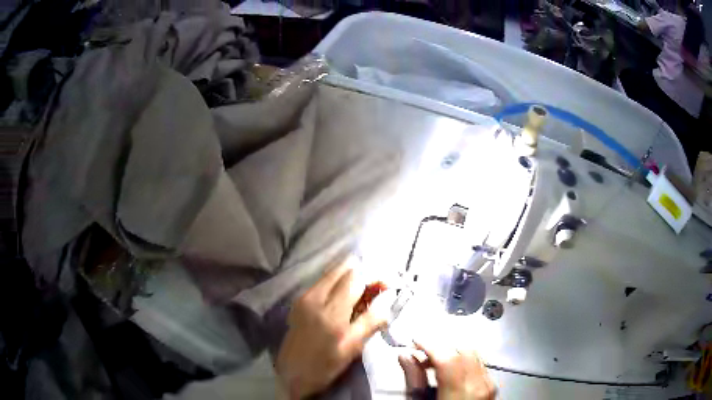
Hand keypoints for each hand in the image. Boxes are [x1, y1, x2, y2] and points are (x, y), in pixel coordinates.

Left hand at [276, 257, 387, 398]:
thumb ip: (370, 322)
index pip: (355, 278)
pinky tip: (343, 300)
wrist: (291, 374)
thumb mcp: (352, 348)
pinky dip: (335, 284)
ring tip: (361, 296)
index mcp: (332, 311)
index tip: (386, 287)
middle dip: (362, 275)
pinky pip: (321, 283)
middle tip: (374, 291)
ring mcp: (304, 297)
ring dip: (348, 278)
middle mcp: (316, 297)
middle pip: (342, 270)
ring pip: (331, 274)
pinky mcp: (298, 302)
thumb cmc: (324, 366)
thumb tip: (387, 302)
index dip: (373, 278)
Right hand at [398, 341, 496, 399]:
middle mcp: (480, 385)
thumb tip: (405, 356)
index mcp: (460, 392)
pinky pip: (479, 365)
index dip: (429, 344)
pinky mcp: (492, 387)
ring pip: (474, 355)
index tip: (415, 340)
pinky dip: (464, 361)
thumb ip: (414, 380)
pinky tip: (451, 371)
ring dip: (453, 353)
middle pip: (463, 351)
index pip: (447, 357)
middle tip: (422, 354)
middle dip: (441, 347)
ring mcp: (489, 385)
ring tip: (434, 363)